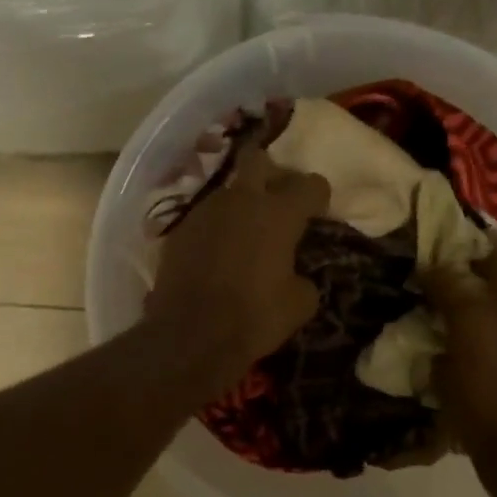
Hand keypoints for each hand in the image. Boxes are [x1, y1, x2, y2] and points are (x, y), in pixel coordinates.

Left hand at [147, 142, 329, 392]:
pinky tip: (218, 256)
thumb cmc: (254, 318)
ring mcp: (205, 211)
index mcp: (279, 213)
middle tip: (278, 203)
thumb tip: (295, 275)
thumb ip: (303, 278)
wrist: (189, 336)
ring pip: (229, 191)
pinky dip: (217, 229)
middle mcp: (241, 200)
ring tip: (245, 236)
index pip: (311, 184)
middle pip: (258, 160)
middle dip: (272, 174)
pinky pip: (206, 218)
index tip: (317, 215)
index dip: (318, 198)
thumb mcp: (301, 304)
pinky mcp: (178, 230)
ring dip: (241, 205)